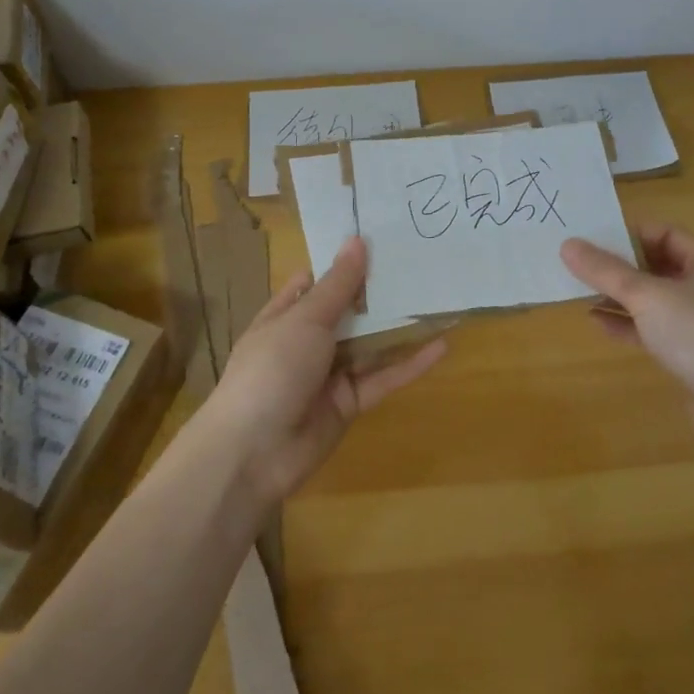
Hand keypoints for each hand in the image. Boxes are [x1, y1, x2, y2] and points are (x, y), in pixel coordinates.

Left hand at [206, 237, 446, 503]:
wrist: (253, 453)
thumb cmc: (272, 369)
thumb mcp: (305, 320)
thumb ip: (337, 285)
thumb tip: (357, 240)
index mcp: (285, 316)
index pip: (316, 282)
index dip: (344, 263)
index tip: (380, 240)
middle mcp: (307, 341)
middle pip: (348, 311)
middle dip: (378, 292)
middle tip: (420, 264)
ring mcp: (328, 374)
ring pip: (369, 345)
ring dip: (398, 326)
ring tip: (437, 300)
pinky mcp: (348, 403)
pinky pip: (382, 378)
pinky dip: (409, 364)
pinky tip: (440, 346)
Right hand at [560, 224, 693, 440]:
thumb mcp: (645, 296)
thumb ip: (605, 271)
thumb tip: (568, 245)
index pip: (665, 233)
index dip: (629, 234)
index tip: (594, 240)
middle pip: (660, 266)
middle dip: (621, 268)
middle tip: (584, 266)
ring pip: (658, 300)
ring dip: (622, 297)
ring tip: (584, 295)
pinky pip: (659, 328)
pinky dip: (632, 324)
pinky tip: (599, 324)